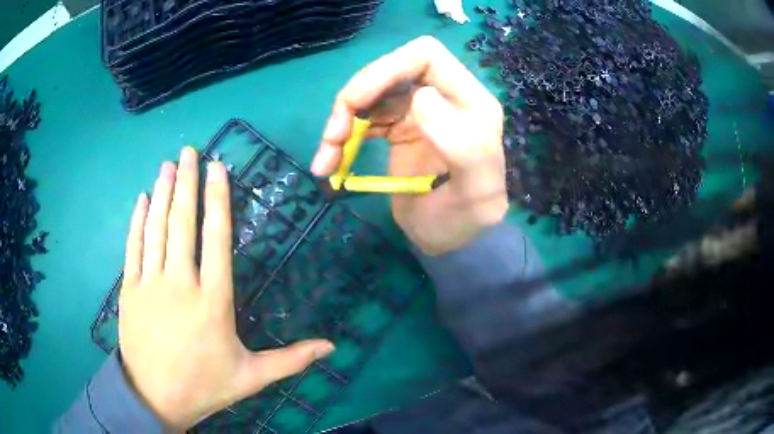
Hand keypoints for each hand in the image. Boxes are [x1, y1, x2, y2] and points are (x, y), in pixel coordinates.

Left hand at [118, 147, 333, 429]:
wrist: (155, 398)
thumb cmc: (205, 386)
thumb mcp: (252, 377)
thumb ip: (291, 360)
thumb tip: (332, 347)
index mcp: (212, 301)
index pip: (216, 239)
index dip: (217, 200)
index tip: (217, 169)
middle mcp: (180, 284)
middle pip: (183, 223)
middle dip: (187, 182)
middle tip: (189, 151)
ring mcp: (150, 284)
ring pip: (156, 228)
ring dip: (163, 193)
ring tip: (169, 165)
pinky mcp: (130, 290)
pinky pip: (133, 247)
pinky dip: (138, 220)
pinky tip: (143, 199)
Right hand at [311, 36, 508, 255]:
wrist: (452, 240)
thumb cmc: (468, 220)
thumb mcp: (475, 191)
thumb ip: (462, 145)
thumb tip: (420, 97)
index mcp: (469, 101)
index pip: (425, 56)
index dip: (386, 68)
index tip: (356, 102)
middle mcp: (442, 98)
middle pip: (388, 72)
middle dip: (354, 98)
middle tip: (332, 137)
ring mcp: (417, 112)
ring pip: (369, 96)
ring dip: (340, 122)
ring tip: (324, 160)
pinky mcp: (398, 129)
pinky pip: (362, 121)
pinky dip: (341, 139)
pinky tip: (329, 163)